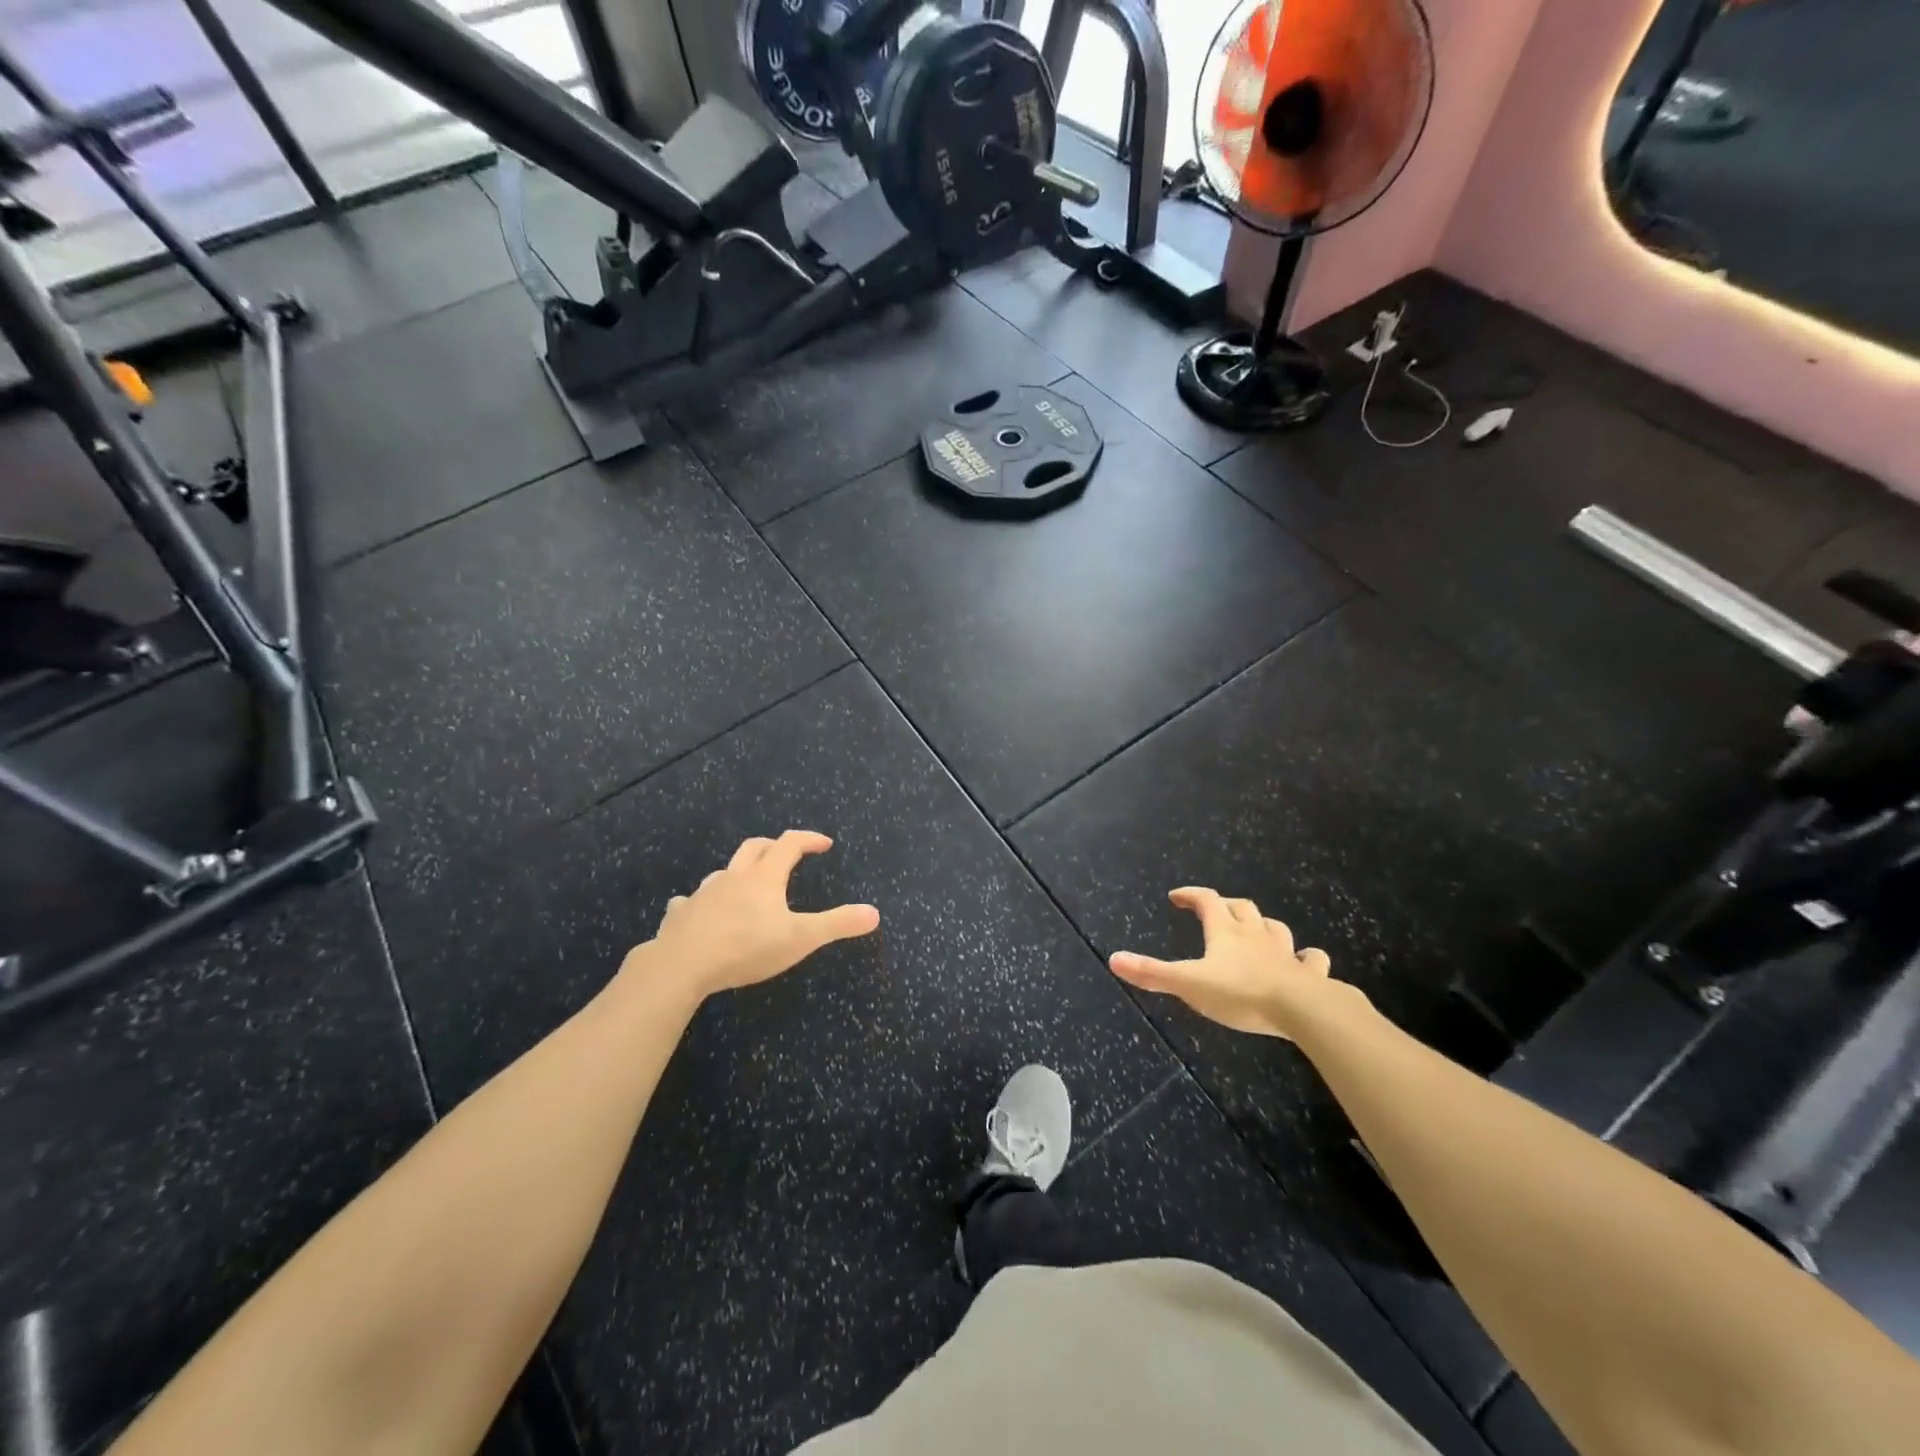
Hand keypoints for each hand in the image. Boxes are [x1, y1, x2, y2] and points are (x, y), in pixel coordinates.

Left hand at [629, 831, 878, 1000]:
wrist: (681, 965)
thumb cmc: (746, 948)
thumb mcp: (800, 938)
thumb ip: (837, 924)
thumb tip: (875, 913)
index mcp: (764, 877)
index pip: (790, 844)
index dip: (809, 839)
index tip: (824, 843)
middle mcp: (733, 877)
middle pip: (754, 848)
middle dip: (774, 846)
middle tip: (787, 853)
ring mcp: (703, 894)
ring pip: (724, 872)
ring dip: (739, 872)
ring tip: (747, 886)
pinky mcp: (680, 915)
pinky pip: (690, 901)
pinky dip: (703, 902)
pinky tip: (702, 913)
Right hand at [1109, 887, 1336, 1040]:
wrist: (1303, 1009)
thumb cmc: (1240, 993)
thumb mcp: (1188, 983)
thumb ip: (1152, 973)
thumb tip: (1113, 959)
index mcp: (1225, 932)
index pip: (1206, 900)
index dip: (1190, 894)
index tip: (1176, 897)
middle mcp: (1255, 935)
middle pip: (1242, 908)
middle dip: (1226, 905)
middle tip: (1215, 911)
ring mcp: (1286, 953)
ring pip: (1275, 928)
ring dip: (1263, 926)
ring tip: (1256, 930)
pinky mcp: (1310, 975)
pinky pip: (1312, 959)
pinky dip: (1307, 958)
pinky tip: (1305, 961)